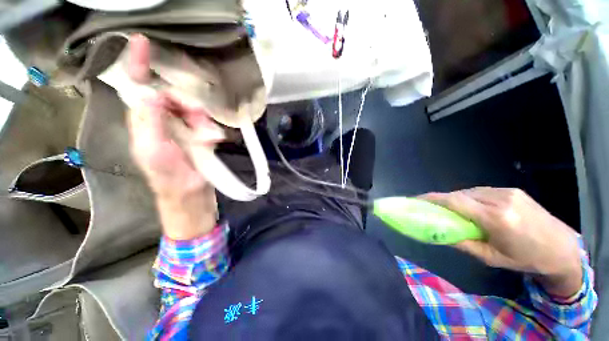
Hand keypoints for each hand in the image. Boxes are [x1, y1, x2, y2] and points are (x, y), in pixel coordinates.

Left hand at [126, 34, 223, 238]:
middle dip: (188, 105)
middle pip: (171, 96)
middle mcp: (159, 120)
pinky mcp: (196, 135)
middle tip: (200, 119)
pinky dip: (210, 129)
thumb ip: (149, 123)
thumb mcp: (154, 151)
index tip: (142, 42)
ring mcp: (179, 128)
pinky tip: (214, 140)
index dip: (137, 64)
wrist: (190, 194)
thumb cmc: (169, 177)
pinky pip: (204, 122)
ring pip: (191, 109)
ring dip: (202, 121)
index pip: (136, 87)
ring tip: (210, 138)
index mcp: (142, 122)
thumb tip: (150, 94)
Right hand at [420, 187, 582, 297]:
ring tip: (455, 210)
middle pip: (460, 194)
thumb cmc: (527, 259)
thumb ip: (463, 243)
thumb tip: (439, 234)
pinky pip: (482, 191)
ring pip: (470, 191)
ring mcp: (508, 192)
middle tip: (435, 209)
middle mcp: (501, 200)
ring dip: (458, 199)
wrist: (563, 248)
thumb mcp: (492, 258)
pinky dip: (471, 197)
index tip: (416, 199)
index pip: (456, 202)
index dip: (433, 199)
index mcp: (497, 219)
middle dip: (444, 200)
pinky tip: (474, 207)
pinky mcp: (512, 190)